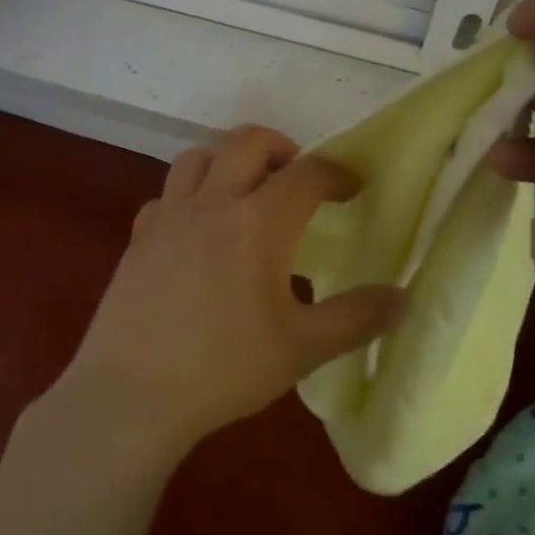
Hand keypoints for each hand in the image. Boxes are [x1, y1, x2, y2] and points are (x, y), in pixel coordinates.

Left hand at [47, 126, 406, 459]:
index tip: (353, 187)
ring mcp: (168, 216)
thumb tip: (403, 299)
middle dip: (281, 147)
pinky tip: (196, 230)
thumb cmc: (224, 370)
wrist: (132, 393)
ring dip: (228, 161)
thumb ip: (356, 318)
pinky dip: (188, 196)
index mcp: (258, 222)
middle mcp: (212, 203)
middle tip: (298, 178)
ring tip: (245, 193)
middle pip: (247, 142)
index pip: (306, 173)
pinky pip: (166, 195)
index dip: (336, 173)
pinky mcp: (138, 237)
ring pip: (197, 157)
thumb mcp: (302, 349)